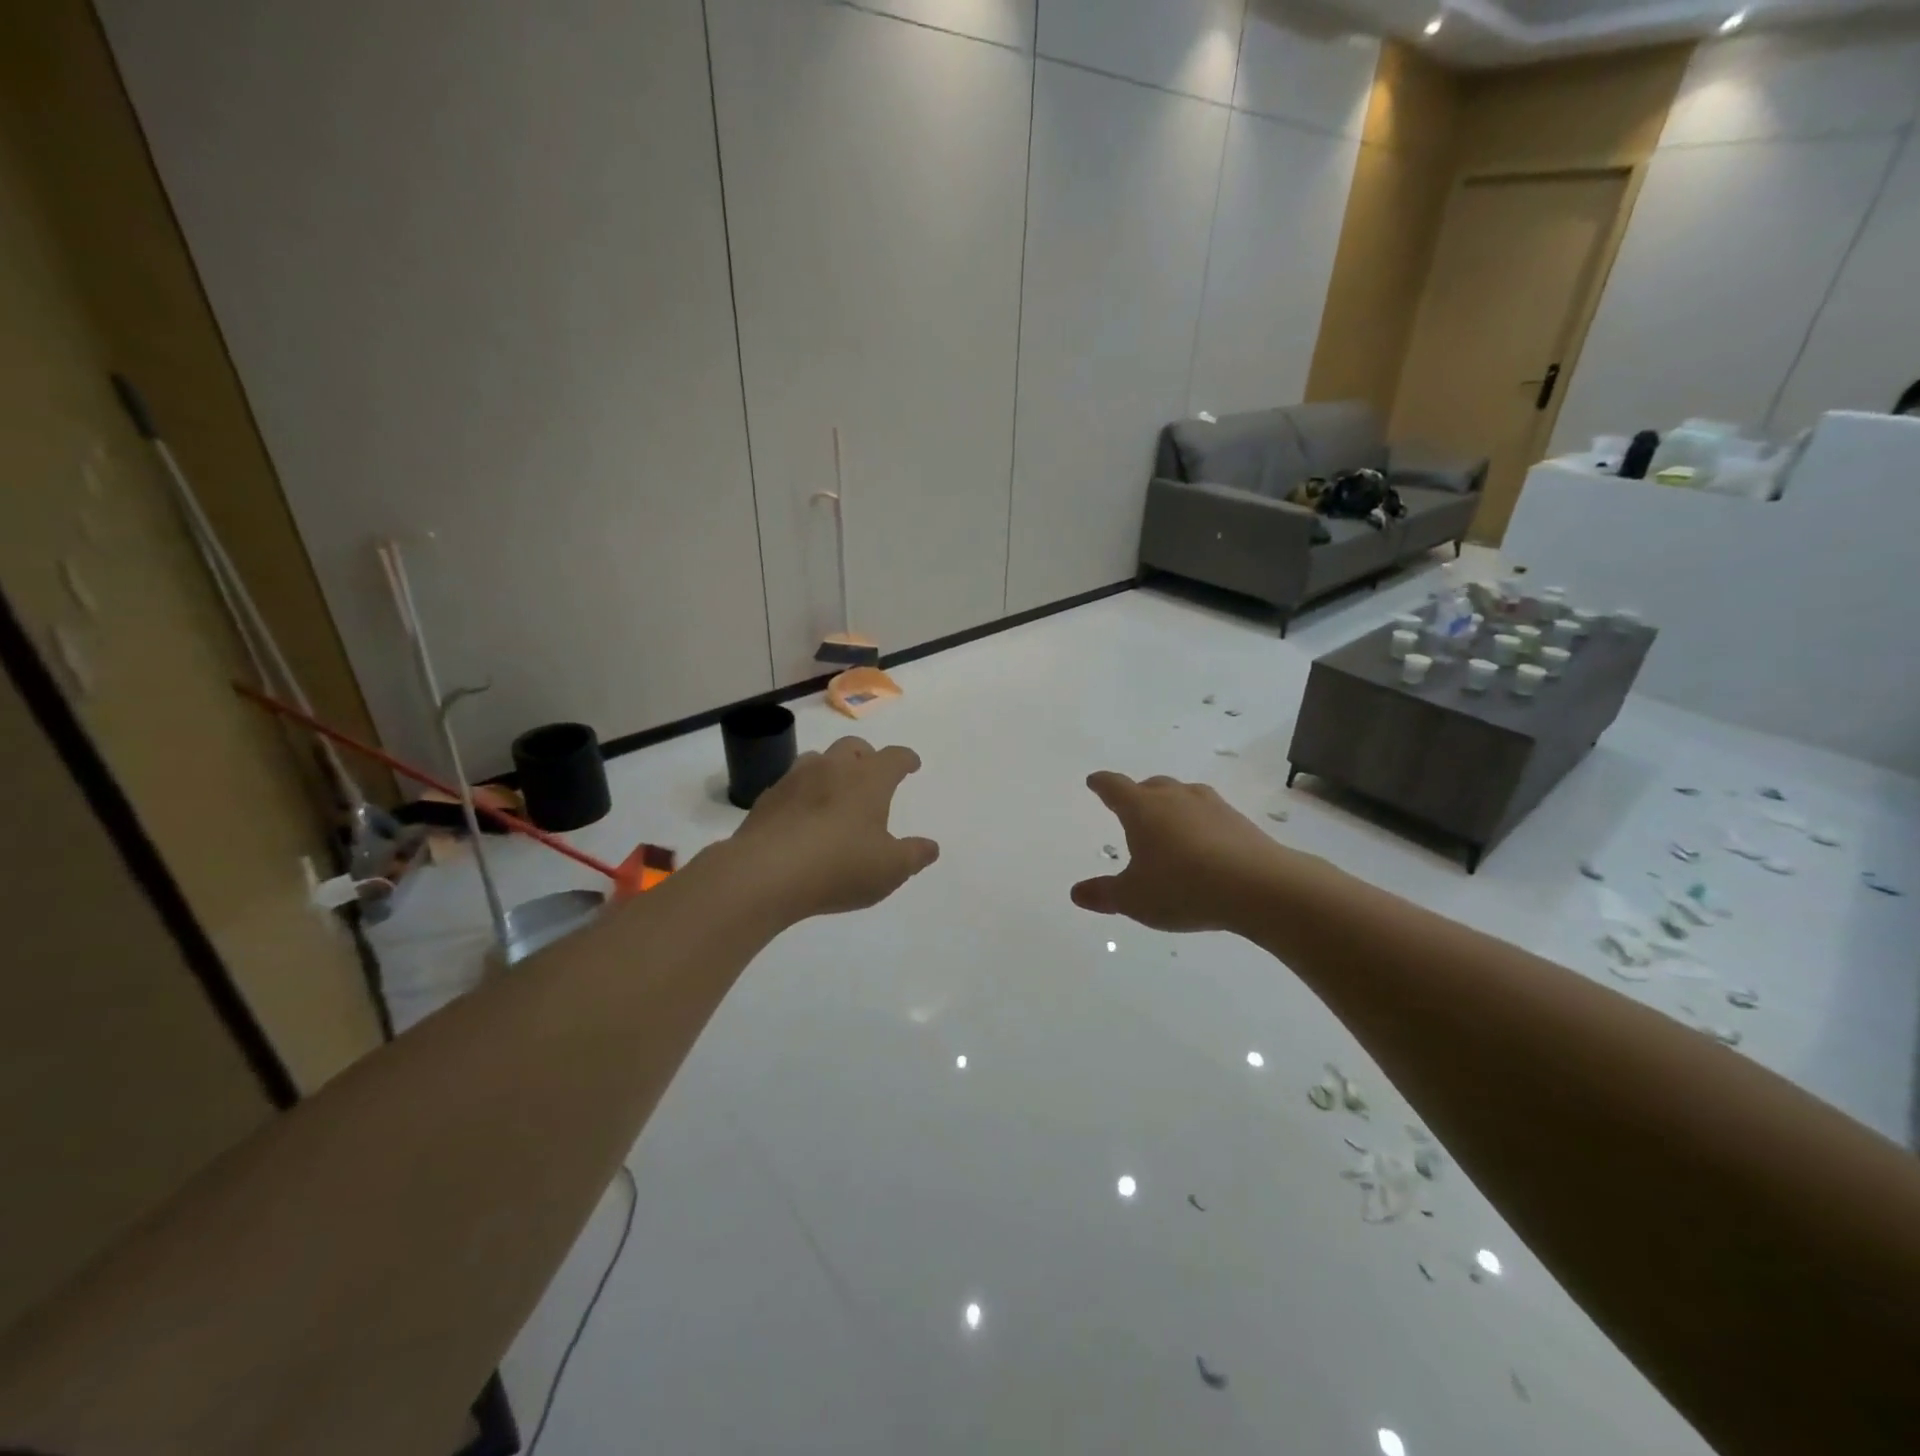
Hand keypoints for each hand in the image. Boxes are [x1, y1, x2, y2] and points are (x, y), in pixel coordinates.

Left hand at [726, 736, 939, 920]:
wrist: (765, 873)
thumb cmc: (839, 867)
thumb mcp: (890, 869)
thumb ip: (914, 855)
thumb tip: (931, 847)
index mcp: (868, 779)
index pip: (894, 757)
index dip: (906, 759)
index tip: (911, 764)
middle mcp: (833, 768)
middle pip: (853, 746)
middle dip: (866, 756)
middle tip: (871, 774)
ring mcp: (795, 779)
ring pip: (818, 759)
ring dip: (831, 768)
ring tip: (834, 791)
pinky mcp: (767, 798)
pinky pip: (790, 784)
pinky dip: (802, 792)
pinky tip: (802, 815)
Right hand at [1071, 772, 1292, 932]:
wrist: (1258, 887)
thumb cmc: (1183, 887)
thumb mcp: (1134, 898)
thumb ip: (1104, 894)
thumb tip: (1076, 892)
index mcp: (1142, 809)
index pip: (1114, 787)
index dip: (1101, 784)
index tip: (1094, 782)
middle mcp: (1174, 798)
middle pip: (1151, 786)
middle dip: (1138, 795)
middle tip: (1132, 808)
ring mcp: (1210, 806)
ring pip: (1183, 795)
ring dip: (1172, 805)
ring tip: (1169, 824)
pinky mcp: (1238, 821)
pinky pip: (1209, 813)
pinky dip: (1199, 822)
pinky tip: (1204, 844)